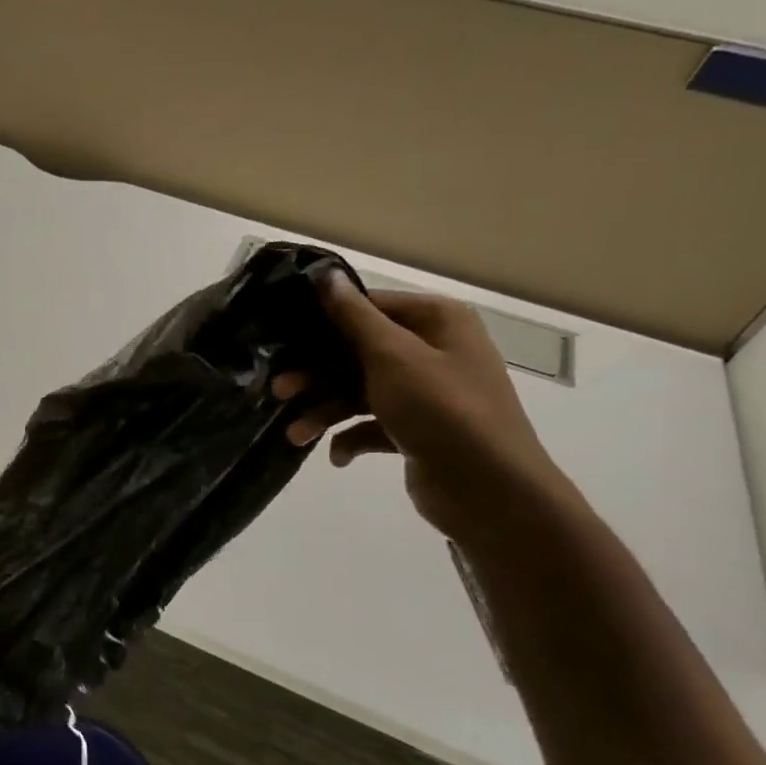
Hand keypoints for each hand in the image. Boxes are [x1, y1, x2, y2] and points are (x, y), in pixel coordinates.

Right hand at [273, 273, 576, 544]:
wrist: (488, 490)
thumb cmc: (441, 410)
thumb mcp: (392, 357)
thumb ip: (354, 317)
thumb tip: (326, 274)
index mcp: (437, 322)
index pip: (370, 307)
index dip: (325, 322)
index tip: (282, 338)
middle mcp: (434, 351)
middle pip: (358, 353)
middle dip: (317, 375)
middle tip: (278, 391)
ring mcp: (426, 394)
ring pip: (360, 392)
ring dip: (325, 411)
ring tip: (296, 436)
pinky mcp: (417, 431)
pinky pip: (373, 425)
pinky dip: (351, 438)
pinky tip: (337, 457)